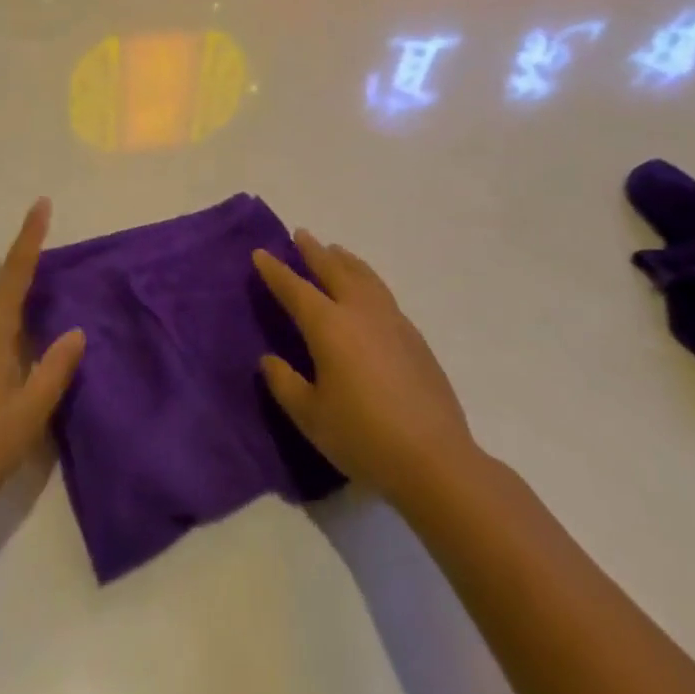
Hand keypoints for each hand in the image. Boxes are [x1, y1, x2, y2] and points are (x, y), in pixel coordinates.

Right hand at [254, 231, 479, 510]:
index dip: (275, 271)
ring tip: (335, 250)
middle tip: (301, 234)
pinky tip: (367, 291)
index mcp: (328, 326)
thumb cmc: (363, 437)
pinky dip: (367, 279)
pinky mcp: (414, 336)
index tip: (261, 253)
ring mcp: (391, 320)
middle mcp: (359, 311)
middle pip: (333, 270)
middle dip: (313, 251)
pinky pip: (382, 292)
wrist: (434, 459)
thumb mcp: (310, 417)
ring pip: (364, 276)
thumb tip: (269, 359)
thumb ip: (285, 383)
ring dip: (345, 260)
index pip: (294, 289)